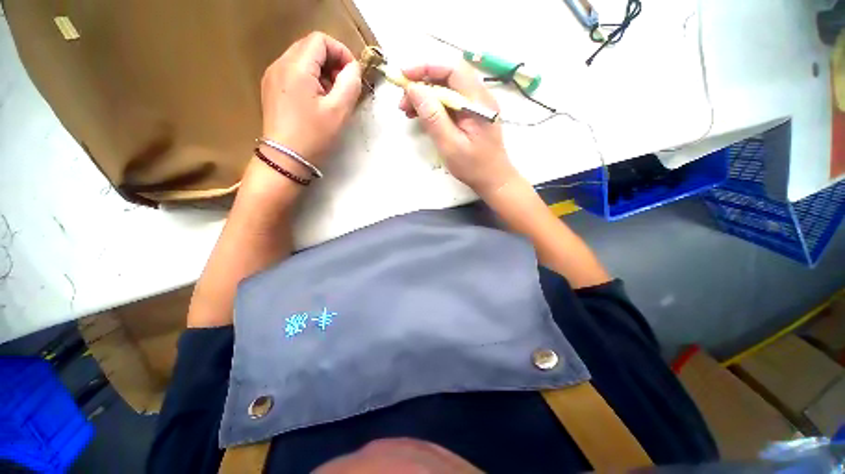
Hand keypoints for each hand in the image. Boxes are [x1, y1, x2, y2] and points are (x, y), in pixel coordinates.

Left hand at [261, 32, 361, 166]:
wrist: (285, 159)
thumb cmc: (314, 136)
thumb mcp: (339, 111)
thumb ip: (350, 84)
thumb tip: (353, 68)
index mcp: (296, 66)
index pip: (321, 40)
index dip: (341, 52)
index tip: (352, 75)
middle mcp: (280, 64)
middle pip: (310, 47)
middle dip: (332, 62)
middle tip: (343, 87)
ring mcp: (272, 76)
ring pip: (301, 59)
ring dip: (321, 72)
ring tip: (331, 97)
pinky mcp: (271, 88)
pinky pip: (293, 73)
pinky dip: (309, 80)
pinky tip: (316, 101)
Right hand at [398, 63, 518, 196]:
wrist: (493, 179)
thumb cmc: (473, 167)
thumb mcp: (450, 145)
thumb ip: (433, 117)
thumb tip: (414, 89)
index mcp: (478, 101)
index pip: (452, 70)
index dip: (426, 68)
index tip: (404, 76)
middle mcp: (479, 97)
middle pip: (448, 77)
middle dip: (423, 84)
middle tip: (403, 101)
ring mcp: (476, 105)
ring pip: (447, 89)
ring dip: (426, 96)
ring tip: (408, 110)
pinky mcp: (471, 115)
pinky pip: (450, 102)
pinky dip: (434, 106)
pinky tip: (421, 116)